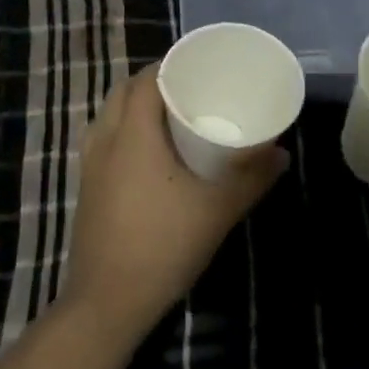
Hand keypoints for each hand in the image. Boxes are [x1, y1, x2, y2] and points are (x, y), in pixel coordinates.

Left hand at [62, 67, 284, 344]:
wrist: (108, 302)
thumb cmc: (164, 245)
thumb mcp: (217, 210)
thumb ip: (252, 178)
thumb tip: (282, 153)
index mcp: (133, 133)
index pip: (145, 80)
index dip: (168, 66)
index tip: (196, 67)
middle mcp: (106, 140)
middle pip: (123, 92)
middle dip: (151, 83)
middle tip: (187, 90)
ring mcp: (90, 165)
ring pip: (108, 116)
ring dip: (133, 106)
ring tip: (167, 116)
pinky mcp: (85, 188)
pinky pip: (102, 140)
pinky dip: (121, 131)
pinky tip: (146, 155)